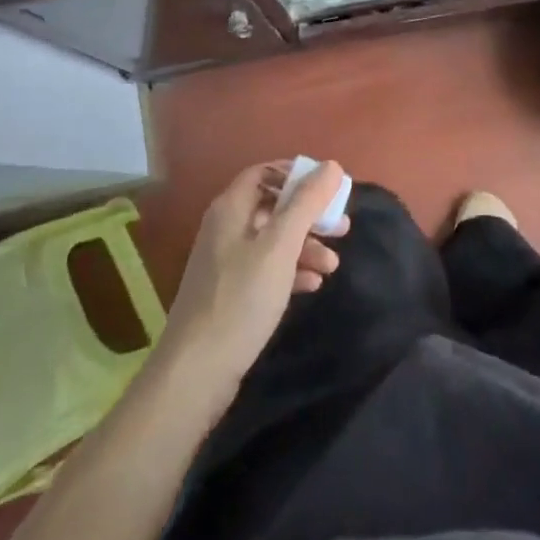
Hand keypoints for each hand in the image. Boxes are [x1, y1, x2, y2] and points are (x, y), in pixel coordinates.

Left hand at [157, 160, 348, 408]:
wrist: (196, 373)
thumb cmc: (241, 299)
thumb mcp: (280, 246)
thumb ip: (306, 204)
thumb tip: (332, 166)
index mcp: (231, 209)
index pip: (264, 172)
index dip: (295, 174)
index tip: (328, 187)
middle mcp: (225, 229)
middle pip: (272, 207)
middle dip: (309, 215)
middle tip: (342, 227)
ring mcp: (226, 263)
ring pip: (273, 241)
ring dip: (305, 246)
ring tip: (333, 264)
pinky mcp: (231, 294)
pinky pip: (266, 269)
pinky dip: (291, 271)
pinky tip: (313, 284)